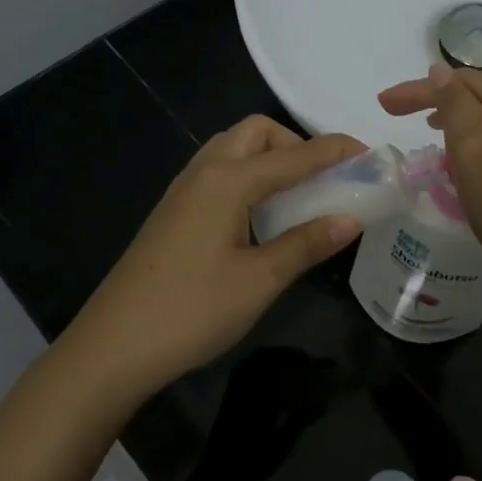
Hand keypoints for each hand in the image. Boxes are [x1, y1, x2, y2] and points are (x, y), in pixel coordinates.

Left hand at [68, 117, 365, 398]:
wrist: (112, 347)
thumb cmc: (192, 311)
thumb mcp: (259, 280)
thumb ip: (306, 244)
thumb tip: (351, 219)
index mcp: (227, 181)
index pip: (294, 155)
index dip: (334, 151)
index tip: (369, 154)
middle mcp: (203, 173)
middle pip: (255, 133)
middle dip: (294, 144)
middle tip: (321, 179)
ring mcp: (182, 191)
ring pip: (231, 149)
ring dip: (268, 157)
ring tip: (294, 195)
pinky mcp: (171, 212)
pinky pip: (216, 172)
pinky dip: (246, 175)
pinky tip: (257, 216)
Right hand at [378, 63, 481, 294]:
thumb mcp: (474, 145)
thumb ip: (453, 103)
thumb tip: (439, 69)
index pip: (458, 80)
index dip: (417, 89)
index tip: (383, 104)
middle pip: (472, 94)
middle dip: (433, 101)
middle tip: (395, 115)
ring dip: (451, 122)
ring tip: (425, 132)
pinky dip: (470, 144)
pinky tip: (459, 159)